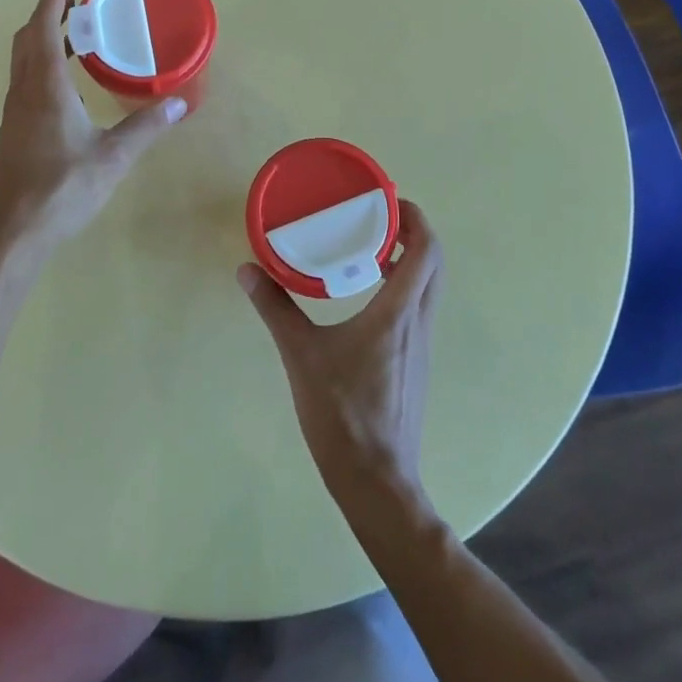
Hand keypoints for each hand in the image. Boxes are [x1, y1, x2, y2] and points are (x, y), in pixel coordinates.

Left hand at [0, 0, 184, 258]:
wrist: (10, 233)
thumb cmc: (60, 189)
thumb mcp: (111, 158)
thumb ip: (145, 127)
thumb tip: (179, 102)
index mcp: (45, 87)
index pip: (44, 27)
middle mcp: (24, 91)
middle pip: (28, 37)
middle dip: (49, 12)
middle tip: (78, 2)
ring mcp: (15, 111)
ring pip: (23, 58)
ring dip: (43, 36)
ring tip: (76, 34)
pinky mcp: (14, 129)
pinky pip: (25, 78)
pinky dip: (42, 61)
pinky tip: (67, 81)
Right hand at [239, 199, 443, 506]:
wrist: (377, 482)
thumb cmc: (342, 413)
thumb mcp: (301, 355)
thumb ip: (275, 309)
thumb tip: (248, 270)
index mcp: (399, 311)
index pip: (426, 249)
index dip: (415, 217)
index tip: (388, 200)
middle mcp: (419, 321)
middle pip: (434, 262)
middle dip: (413, 232)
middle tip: (378, 218)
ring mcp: (421, 344)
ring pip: (429, 286)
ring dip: (409, 259)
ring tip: (369, 249)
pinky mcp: (415, 362)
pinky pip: (418, 307)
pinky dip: (403, 286)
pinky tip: (368, 295)